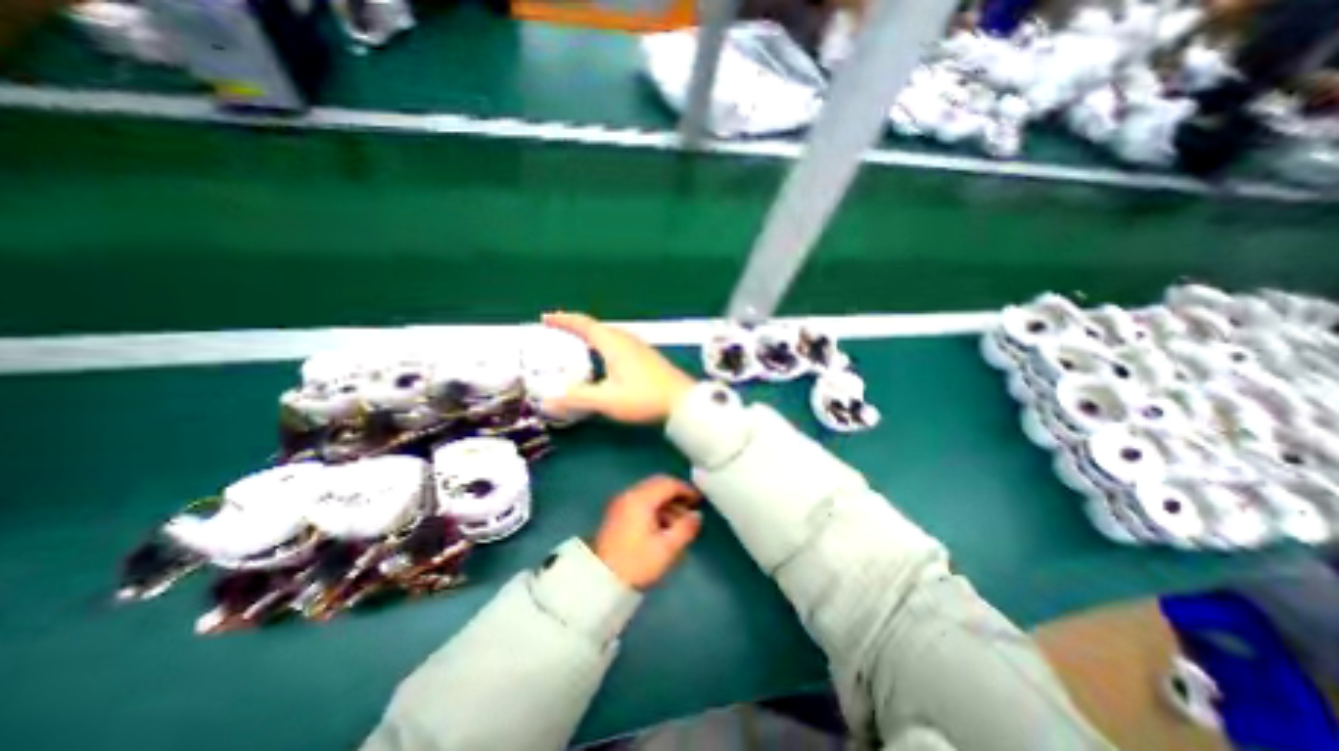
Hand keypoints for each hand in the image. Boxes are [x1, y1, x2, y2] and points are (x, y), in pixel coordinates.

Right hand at [539, 310, 696, 425]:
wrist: (683, 401)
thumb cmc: (645, 397)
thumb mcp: (607, 400)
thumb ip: (577, 399)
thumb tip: (546, 402)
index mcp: (614, 343)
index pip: (584, 324)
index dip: (564, 320)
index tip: (546, 318)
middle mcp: (626, 339)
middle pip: (597, 327)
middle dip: (576, 327)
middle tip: (558, 331)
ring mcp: (639, 347)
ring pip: (609, 335)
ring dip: (591, 335)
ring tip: (578, 343)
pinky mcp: (647, 357)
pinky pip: (618, 343)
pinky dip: (604, 345)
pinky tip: (606, 359)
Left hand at [592, 476, 703, 592]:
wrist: (599, 580)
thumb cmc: (636, 562)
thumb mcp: (667, 548)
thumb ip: (685, 528)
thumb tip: (697, 516)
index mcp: (641, 499)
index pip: (668, 483)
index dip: (686, 489)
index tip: (699, 500)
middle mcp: (629, 494)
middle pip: (657, 484)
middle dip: (675, 494)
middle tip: (690, 509)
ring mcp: (620, 503)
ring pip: (648, 493)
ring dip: (665, 502)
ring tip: (678, 522)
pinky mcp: (616, 513)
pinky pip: (640, 501)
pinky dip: (654, 507)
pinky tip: (661, 526)